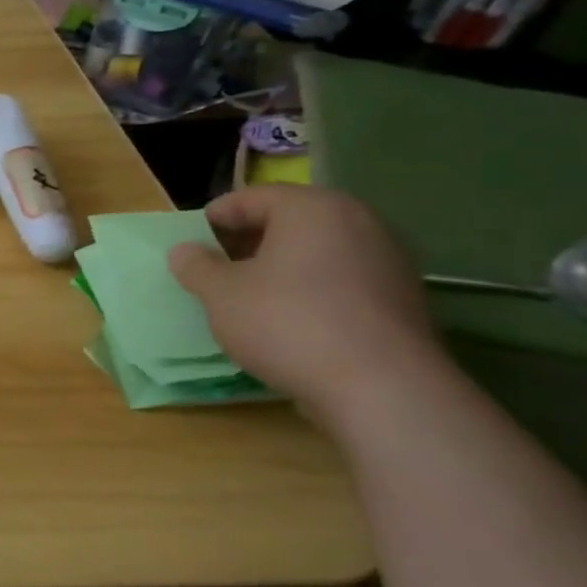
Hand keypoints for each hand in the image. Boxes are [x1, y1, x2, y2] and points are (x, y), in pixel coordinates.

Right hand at [167, 186, 442, 421]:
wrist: (381, 388)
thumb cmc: (287, 323)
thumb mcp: (220, 294)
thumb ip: (196, 266)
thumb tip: (184, 250)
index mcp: (312, 208)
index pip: (251, 198)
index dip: (215, 218)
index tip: (191, 243)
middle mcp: (358, 222)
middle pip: (290, 220)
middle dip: (249, 241)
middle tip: (216, 267)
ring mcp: (387, 260)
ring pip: (317, 250)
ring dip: (280, 266)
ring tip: (249, 295)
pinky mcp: (401, 297)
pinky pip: (341, 279)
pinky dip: (311, 288)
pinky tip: (289, 318)